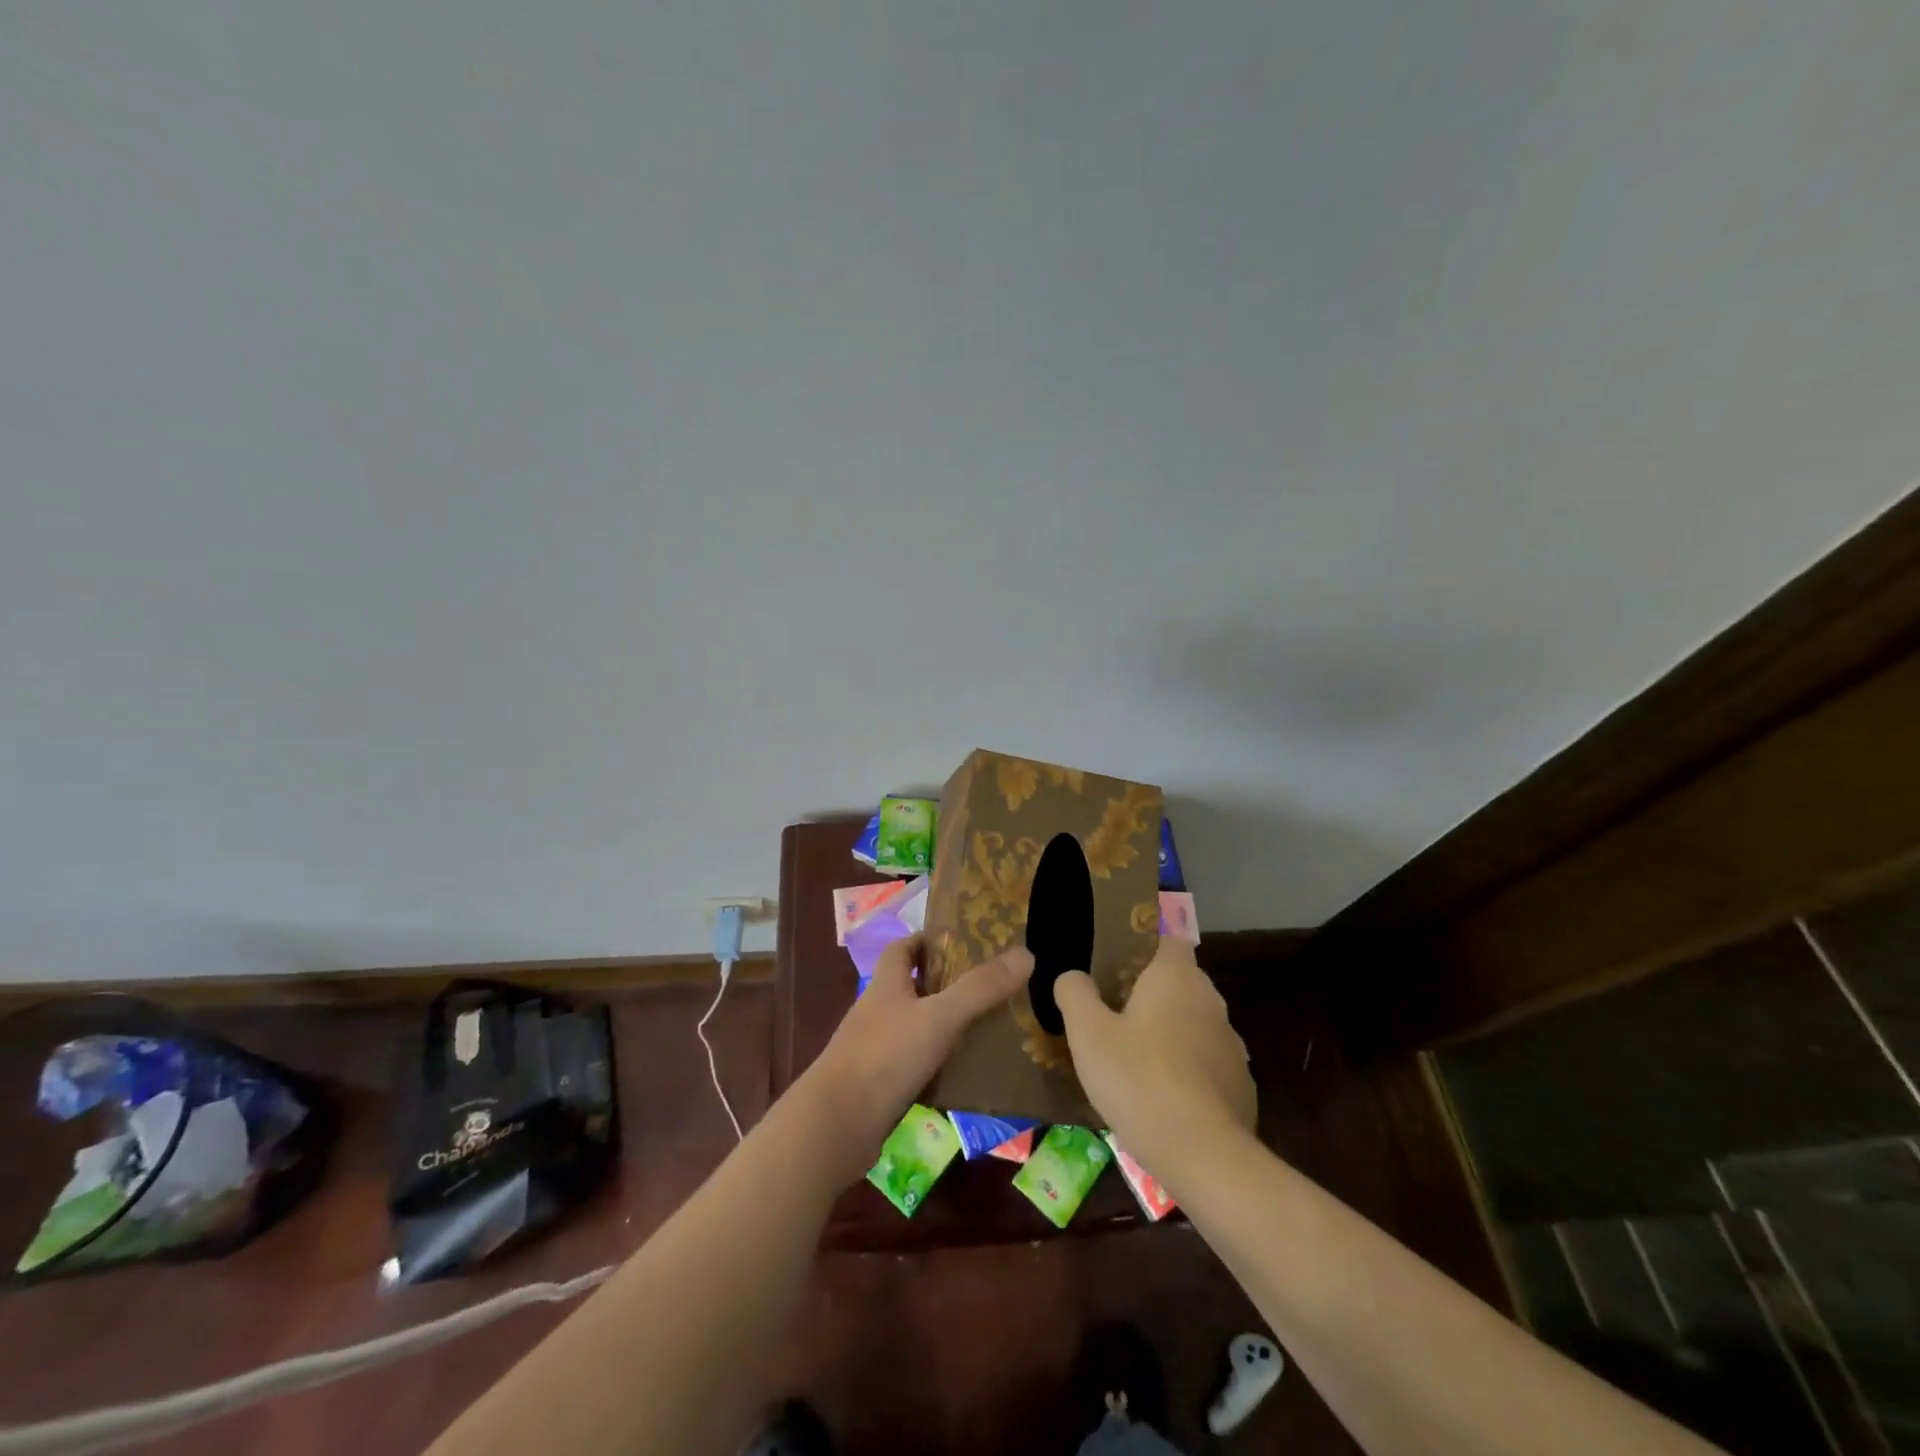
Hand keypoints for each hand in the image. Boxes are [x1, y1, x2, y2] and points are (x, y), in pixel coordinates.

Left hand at [796, 932, 1033, 1183]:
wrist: (836, 1126)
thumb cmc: (885, 1057)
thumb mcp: (939, 1017)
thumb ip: (980, 988)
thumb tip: (1026, 954)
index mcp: (886, 984)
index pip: (903, 948)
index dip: (929, 941)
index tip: (964, 943)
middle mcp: (878, 1010)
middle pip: (912, 986)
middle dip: (947, 983)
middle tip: (989, 986)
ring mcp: (876, 1049)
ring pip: (916, 1026)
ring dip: (945, 1025)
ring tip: (988, 1027)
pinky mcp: (880, 1084)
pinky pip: (915, 1064)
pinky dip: (938, 1063)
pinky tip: (966, 1073)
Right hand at [1056, 937, 1255, 1180]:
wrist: (1204, 1156)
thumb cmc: (1139, 1079)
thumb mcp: (1088, 1033)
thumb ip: (1075, 993)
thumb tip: (1073, 976)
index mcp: (1176, 977)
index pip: (1170, 936)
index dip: (1148, 939)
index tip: (1122, 954)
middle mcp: (1210, 1001)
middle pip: (1180, 981)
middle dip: (1152, 990)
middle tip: (1113, 1008)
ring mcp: (1231, 1045)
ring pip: (1194, 1024)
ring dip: (1169, 1032)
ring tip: (1133, 1056)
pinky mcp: (1240, 1085)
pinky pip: (1206, 1064)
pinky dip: (1186, 1071)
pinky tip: (1161, 1097)